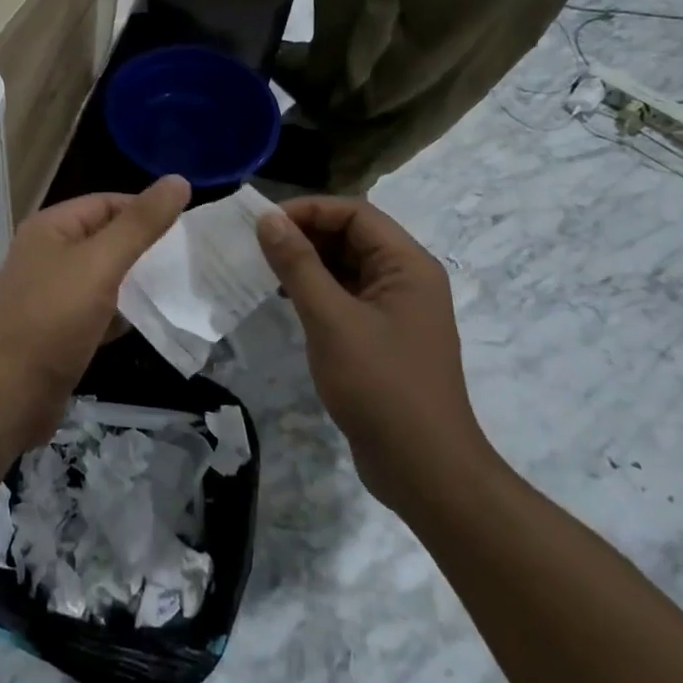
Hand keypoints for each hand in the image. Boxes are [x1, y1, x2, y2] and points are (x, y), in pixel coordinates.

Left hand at [0, 177, 189, 452]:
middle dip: (142, 247)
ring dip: (134, 281)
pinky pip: (94, 309)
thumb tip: (179, 180)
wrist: (8, 397)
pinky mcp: (54, 329)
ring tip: (176, 288)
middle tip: (186, 259)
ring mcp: (47, 293)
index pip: (106, 202)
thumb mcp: (101, 265)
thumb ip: (141, 224)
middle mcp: (44, 253)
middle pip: (103, 237)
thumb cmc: (53, 321)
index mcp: (49, 227)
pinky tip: (146, 322)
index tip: (186, 228)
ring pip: (101, 276)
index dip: (145, 209)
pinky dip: (119, 312)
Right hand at [257, 197, 496, 514]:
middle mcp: (407, 279)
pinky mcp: (384, 337)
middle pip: (351, 236)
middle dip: (305, 235)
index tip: (264, 224)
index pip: (355, 213)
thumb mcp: (331, 319)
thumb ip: (298, 264)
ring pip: (347, 267)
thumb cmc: (380, 386)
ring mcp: (397, 310)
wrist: (425, 471)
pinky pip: (347, 296)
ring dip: (307, 263)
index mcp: (407, 265)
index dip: (308, 210)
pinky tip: (286, 300)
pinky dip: (317, 290)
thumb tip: (268, 219)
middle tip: (257, 246)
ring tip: (264, 270)